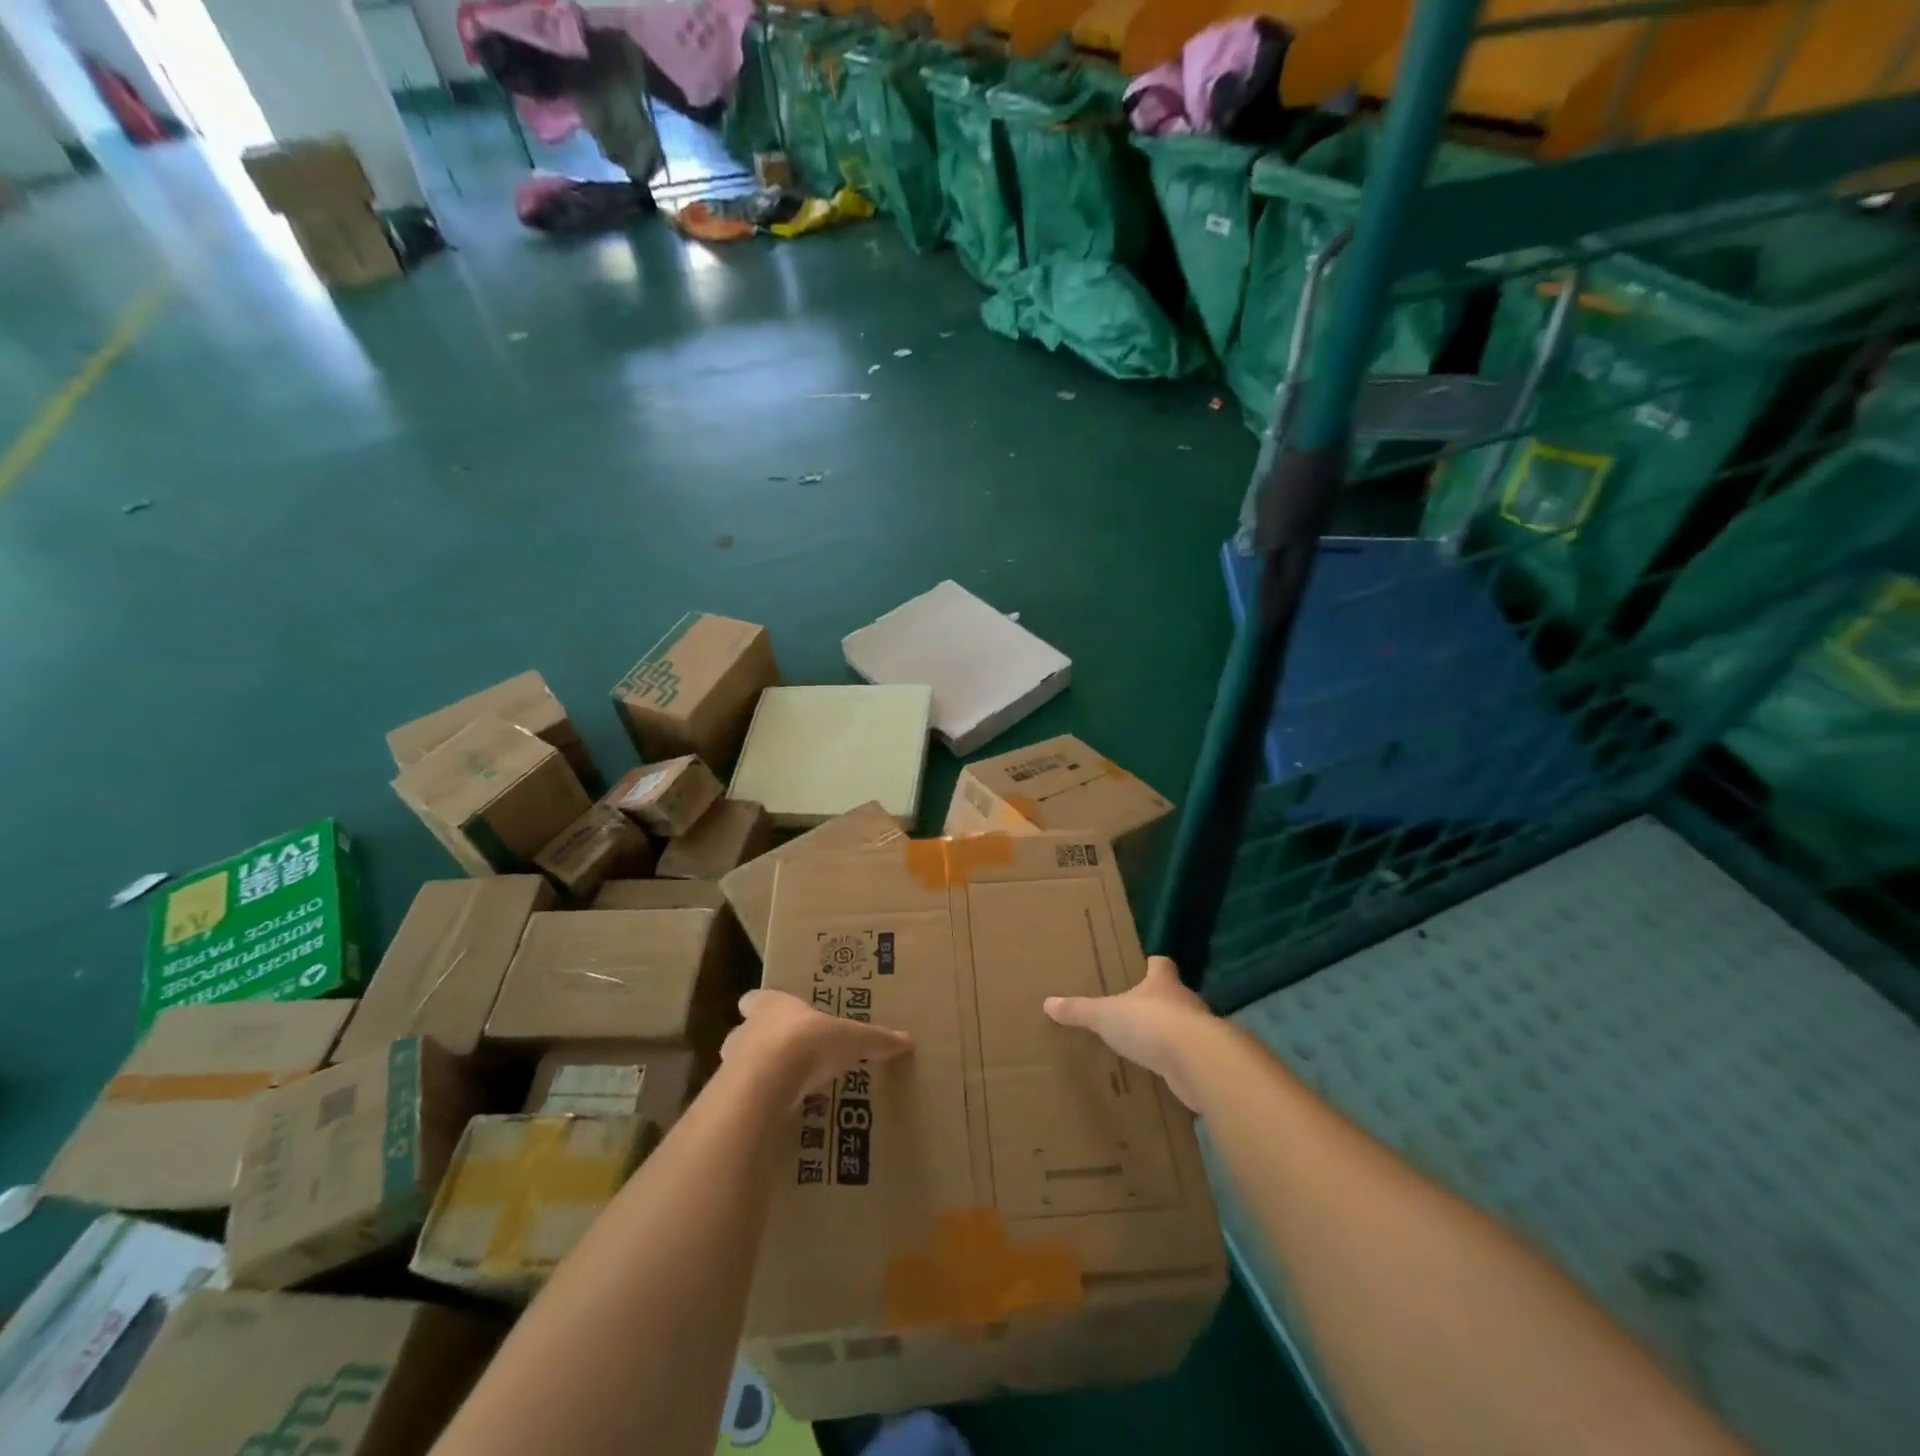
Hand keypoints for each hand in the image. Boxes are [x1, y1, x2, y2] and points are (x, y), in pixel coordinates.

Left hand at [722, 988, 912, 1102]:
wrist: (767, 1081)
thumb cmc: (808, 1041)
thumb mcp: (852, 1038)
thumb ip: (876, 1039)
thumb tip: (908, 1040)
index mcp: (771, 1005)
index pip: (756, 999)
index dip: (764, 1006)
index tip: (777, 1017)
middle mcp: (745, 1029)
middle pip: (746, 1032)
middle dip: (760, 1043)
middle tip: (784, 1056)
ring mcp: (731, 1064)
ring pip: (739, 1066)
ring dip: (755, 1076)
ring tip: (781, 1091)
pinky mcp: (728, 1098)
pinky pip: (741, 1100)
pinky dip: (755, 1106)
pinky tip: (773, 1116)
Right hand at [1045, 956, 1216, 1110]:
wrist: (1197, 1062)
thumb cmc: (1150, 1024)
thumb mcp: (1106, 1016)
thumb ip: (1079, 1010)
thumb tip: (1048, 1003)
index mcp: (1162, 983)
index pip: (1162, 964)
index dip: (1153, 965)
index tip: (1146, 965)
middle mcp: (1185, 1002)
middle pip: (1174, 995)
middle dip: (1159, 1002)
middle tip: (1138, 1011)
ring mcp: (1200, 1033)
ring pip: (1183, 1028)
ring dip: (1170, 1035)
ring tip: (1148, 1045)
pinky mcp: (1205, 1062)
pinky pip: (1188, 1059)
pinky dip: (1176, 1064)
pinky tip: (1162, 1074)